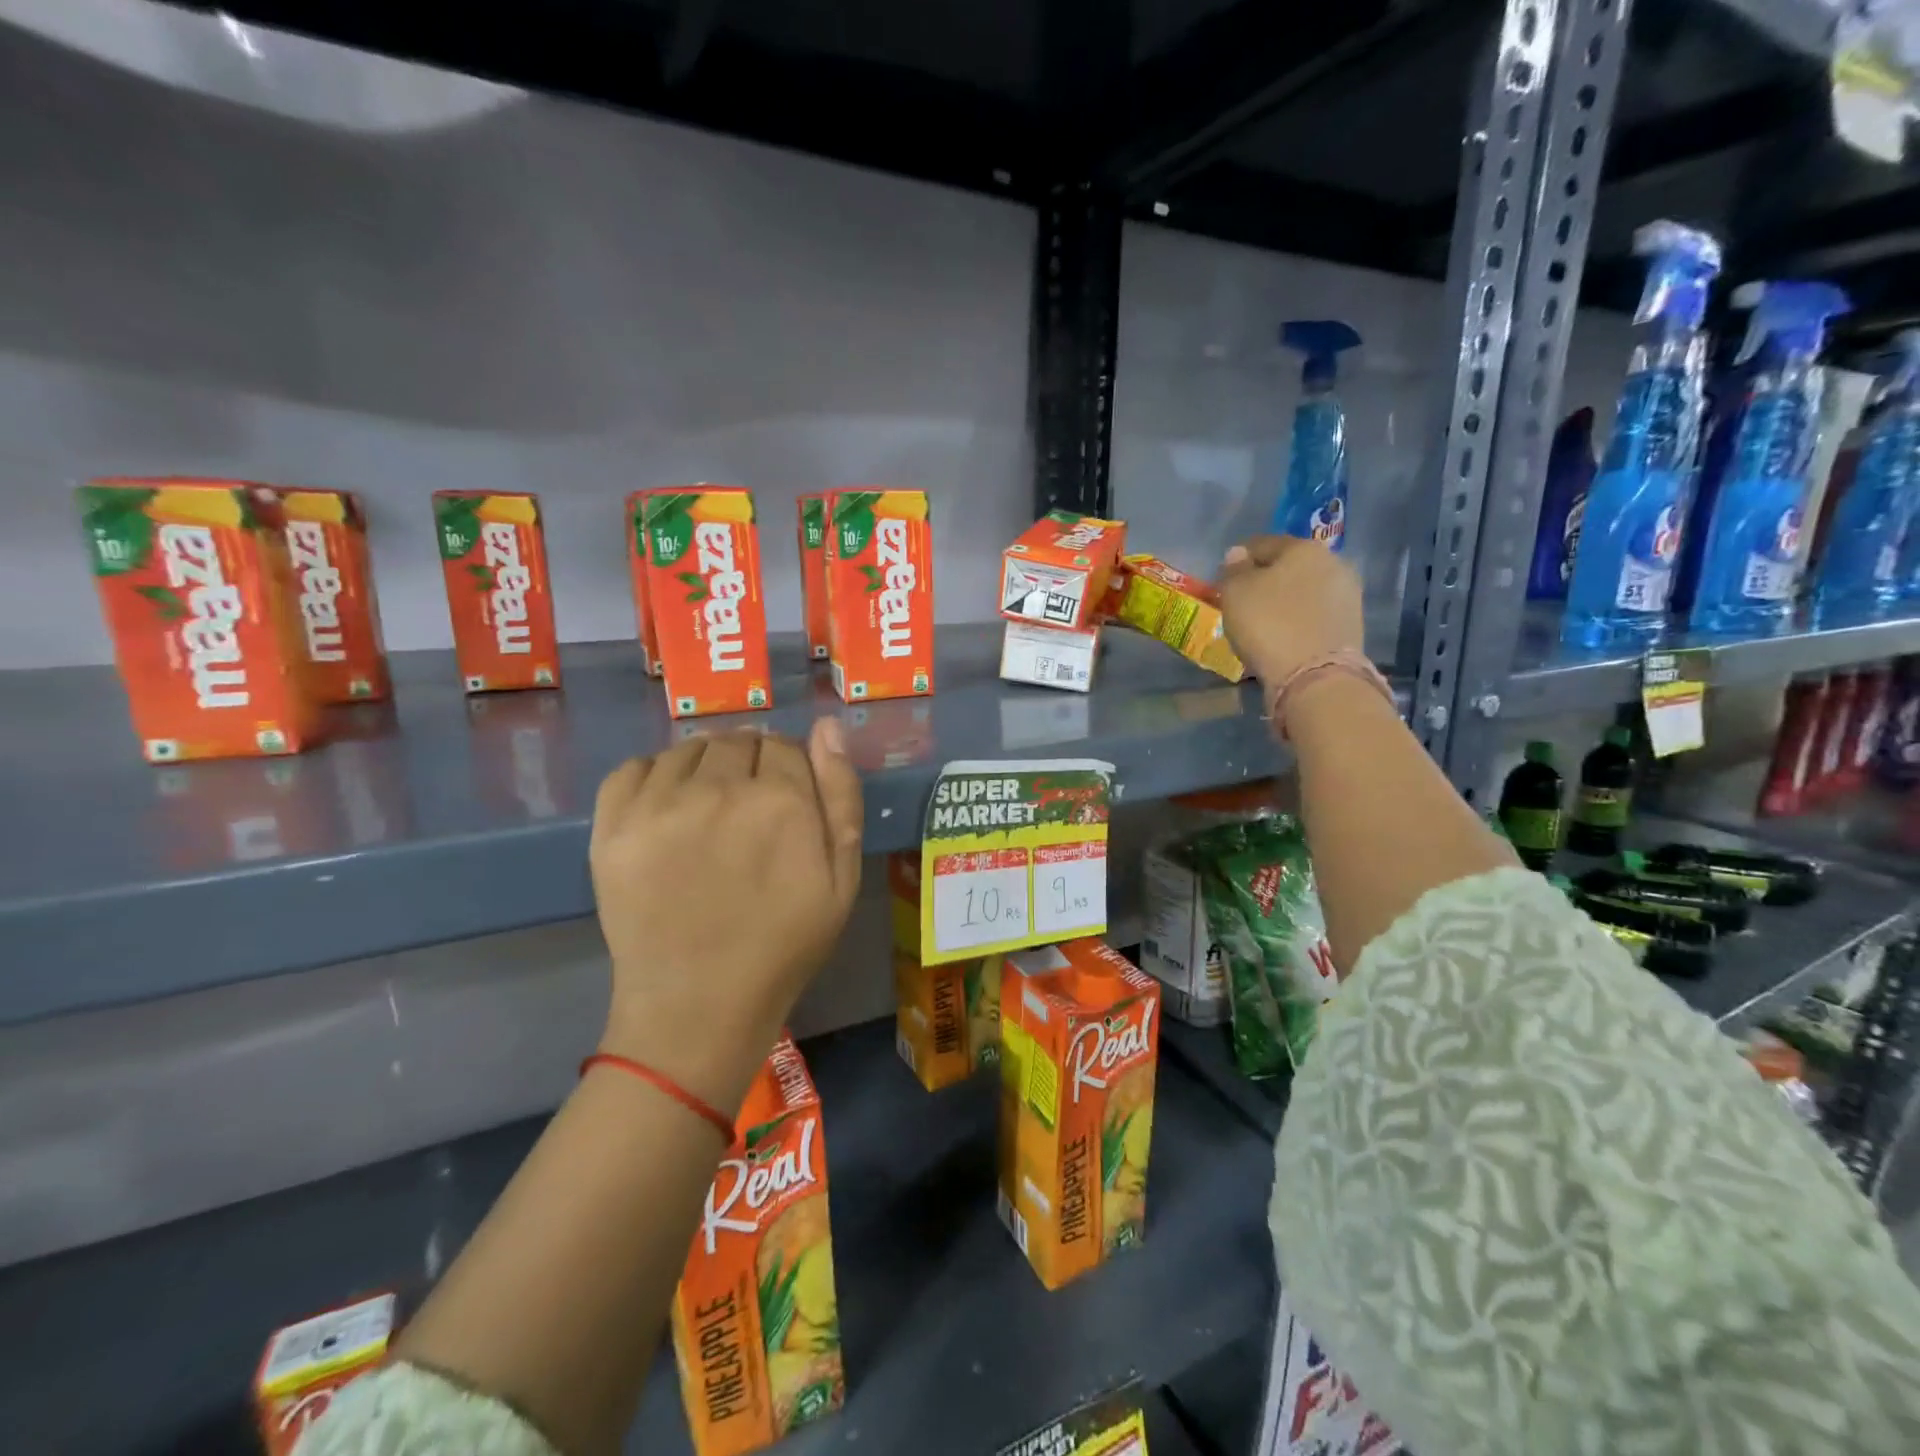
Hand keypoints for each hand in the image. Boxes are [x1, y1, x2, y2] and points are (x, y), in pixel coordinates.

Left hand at [588, 720, 863, 1112]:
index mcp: (781, 799)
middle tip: (748, 811)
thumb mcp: (841, 877)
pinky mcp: (612, 826)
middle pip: (738, 741)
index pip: (785, 745)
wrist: (698, 1006)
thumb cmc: (784, 944)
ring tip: (707, 811)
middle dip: (750, 763)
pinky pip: (633, 768)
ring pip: (687, 749)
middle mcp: (718, 788)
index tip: (787, 801)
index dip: (791, 769)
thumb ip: (840, 795)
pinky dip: (653, 776)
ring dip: (704, 767)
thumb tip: (827, 726)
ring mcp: (658, 805)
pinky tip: (667, 808)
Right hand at [1218, 536, 1364, 684]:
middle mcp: (1332, 563)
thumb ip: (1233, 570)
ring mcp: (1347, 596)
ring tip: (1262, 623)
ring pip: (1304, 592)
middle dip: (1266, 580)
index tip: (1224, 580)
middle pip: (1288, 567)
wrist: (1315, 676)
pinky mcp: (1351, 626)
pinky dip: (1297, 622)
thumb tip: (1238, 555)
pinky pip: (1314, 616)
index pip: (1262, 544)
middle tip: (1244, 602)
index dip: (1239, 560)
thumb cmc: (1269, 624)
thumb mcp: (1235, 593)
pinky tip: (1283, 637)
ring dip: (1284, 602)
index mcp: (1303, 548)